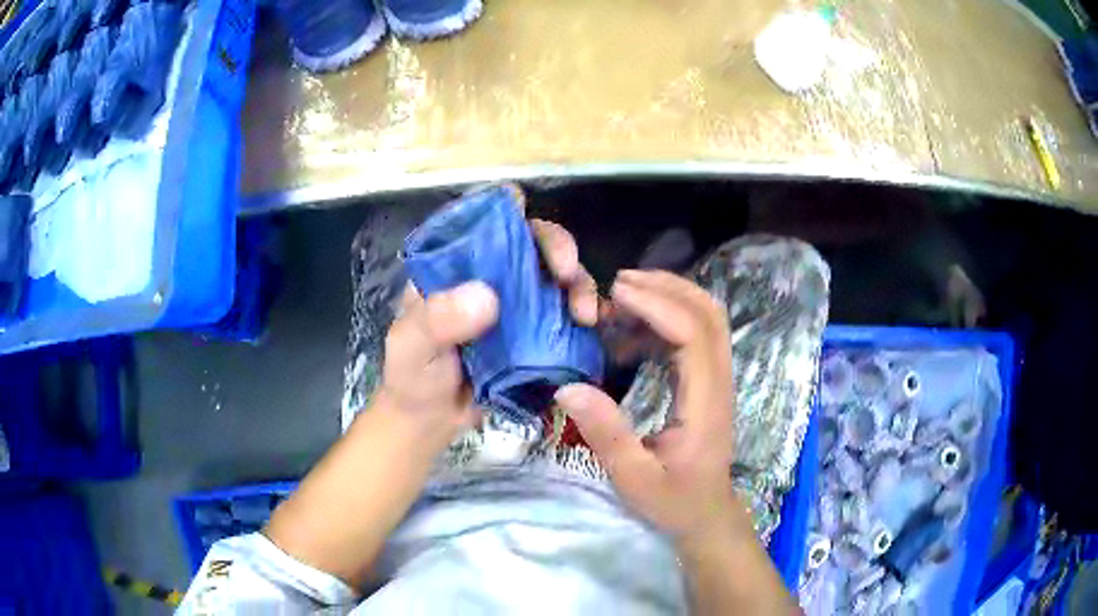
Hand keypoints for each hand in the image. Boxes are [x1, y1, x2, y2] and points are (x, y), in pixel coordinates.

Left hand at [375, 218, 598, 444]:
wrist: (432, 421)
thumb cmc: (412, 377)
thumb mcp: (412, 346)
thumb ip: (438, 321)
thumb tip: (487, 297)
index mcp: (454, 266)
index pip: (484, 223)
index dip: (507, 210)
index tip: (527, 217)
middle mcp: (490, 276)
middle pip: (530, 243)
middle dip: (557, 248)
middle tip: (567, 272)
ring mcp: (516, 305)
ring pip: (555, 276)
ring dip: (578, 285)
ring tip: (584, 315)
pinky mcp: (535, 334)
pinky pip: (565, 314)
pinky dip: (582, 314)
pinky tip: (592, 327)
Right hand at [554, 269, 738, 546]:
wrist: (707, 515)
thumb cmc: (674, 501)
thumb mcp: (633, 479)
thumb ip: (605, 434)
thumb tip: (567, 388)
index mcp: (706, 404)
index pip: (694, 335)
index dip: (658, 305)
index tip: (617, 293)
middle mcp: (719, 383)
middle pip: (709, 314)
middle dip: (667, 287)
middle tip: (619, 283)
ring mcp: (718, 380)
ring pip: (708, 319)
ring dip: (670, 297)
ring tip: (624, 297)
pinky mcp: (709, 382)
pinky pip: (696, 335)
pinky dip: (667, 319)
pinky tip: (633, 332)